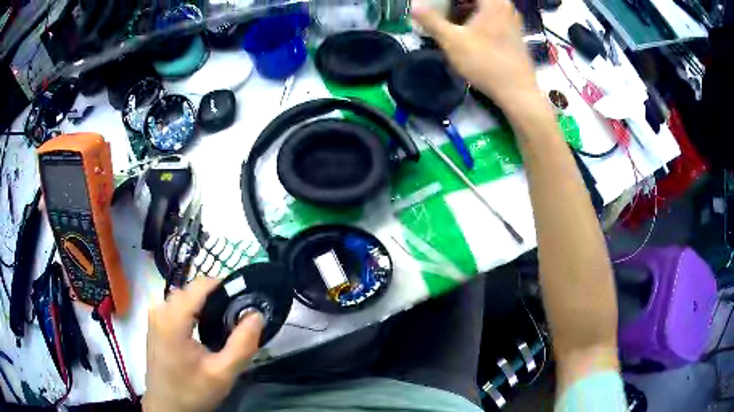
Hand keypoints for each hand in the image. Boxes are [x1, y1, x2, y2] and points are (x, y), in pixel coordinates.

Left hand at [143, 278, 263, 411]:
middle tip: (237, 317)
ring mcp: (155, 316)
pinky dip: (193, 311)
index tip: (245, 299)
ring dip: (204, 304)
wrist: (167, 406)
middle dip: (216, 297)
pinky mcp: (155, 324)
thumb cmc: (192, 391)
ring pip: (184, 297)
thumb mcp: (223, 374)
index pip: (200, 285)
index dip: (224, 286)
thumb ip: (242, 345)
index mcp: (172, 319)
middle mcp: (159, 310)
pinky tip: (204, 329)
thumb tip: (256, 315)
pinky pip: (177, 306)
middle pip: (192, 290)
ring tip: (223, 324)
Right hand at [411, 0, 538, 106]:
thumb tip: (414, 7)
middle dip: (455, 3)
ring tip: (449, 19)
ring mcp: (512, 20)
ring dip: (465, 8)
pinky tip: (466, 30)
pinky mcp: (514, 33)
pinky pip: (492, 16)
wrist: (517, 92)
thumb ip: (431, 21)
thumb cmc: (485, 63)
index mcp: (492, 2)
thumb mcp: (452, 41)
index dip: (447, 0)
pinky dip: (476, 17)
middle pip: (476, 0)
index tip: (436, 4)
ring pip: (484, 6)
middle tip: (440, 10)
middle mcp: (505, 6)